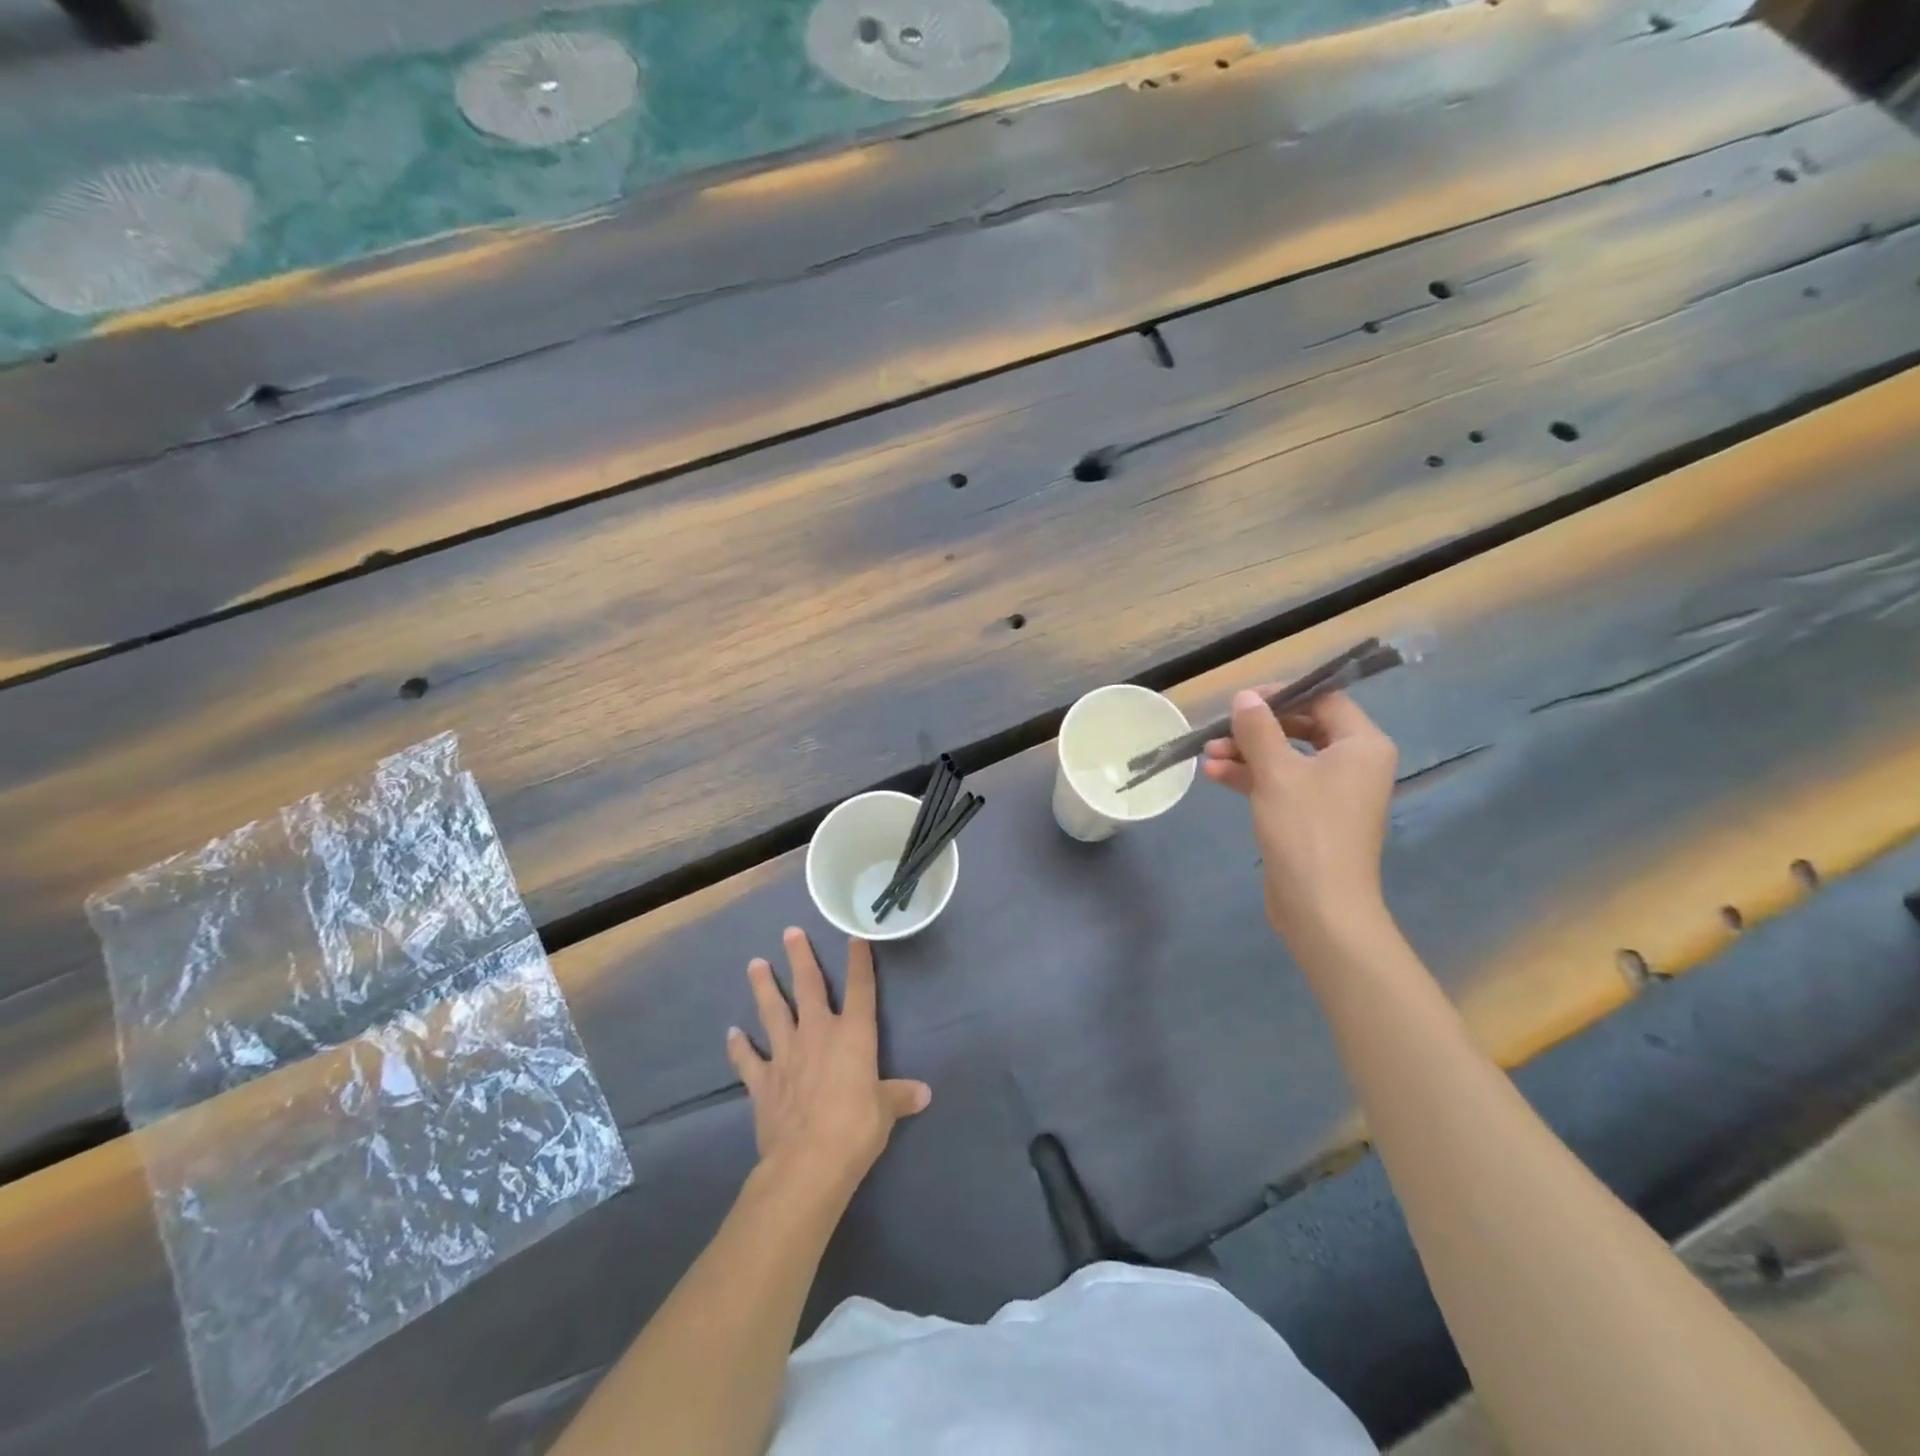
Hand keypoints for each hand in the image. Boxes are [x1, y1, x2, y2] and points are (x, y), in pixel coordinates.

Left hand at [726, 929, 930, 1200]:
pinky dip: (739, 1046)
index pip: (860, 989)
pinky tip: (732, 1033)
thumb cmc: (856, 1128)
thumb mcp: (886, 1111)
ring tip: (754, 964)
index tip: (855, 937)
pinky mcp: (762, 1081)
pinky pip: (748, 1059)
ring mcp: (786, 1055)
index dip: (859, 962)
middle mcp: (818, 1034)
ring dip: (763, 987)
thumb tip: (924, 1093)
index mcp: (853, 1035)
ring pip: (773, 1012)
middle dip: (800, 958)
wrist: (808, 1162)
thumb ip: (900, 1096)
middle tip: (790, 932)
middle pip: (809, 987)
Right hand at [1202, 689, 1397, 950]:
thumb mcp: (1275, 772)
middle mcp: (1353, 763)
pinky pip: (1282, 784)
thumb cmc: (1305, 830)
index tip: (1243, 701)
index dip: (1282, 695)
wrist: (1320, 906)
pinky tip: (1215, 775)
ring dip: (1247, 753)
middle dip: (1257, 729)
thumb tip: (1245, 697)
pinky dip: (1252, 777)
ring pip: (1286, 757)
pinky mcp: (1312, 816)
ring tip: (1207, 754)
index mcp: (1361, 745)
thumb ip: (1259, 729)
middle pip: (1302, 728)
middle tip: (1221, 729)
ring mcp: (1333, 792)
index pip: (1324, 700)